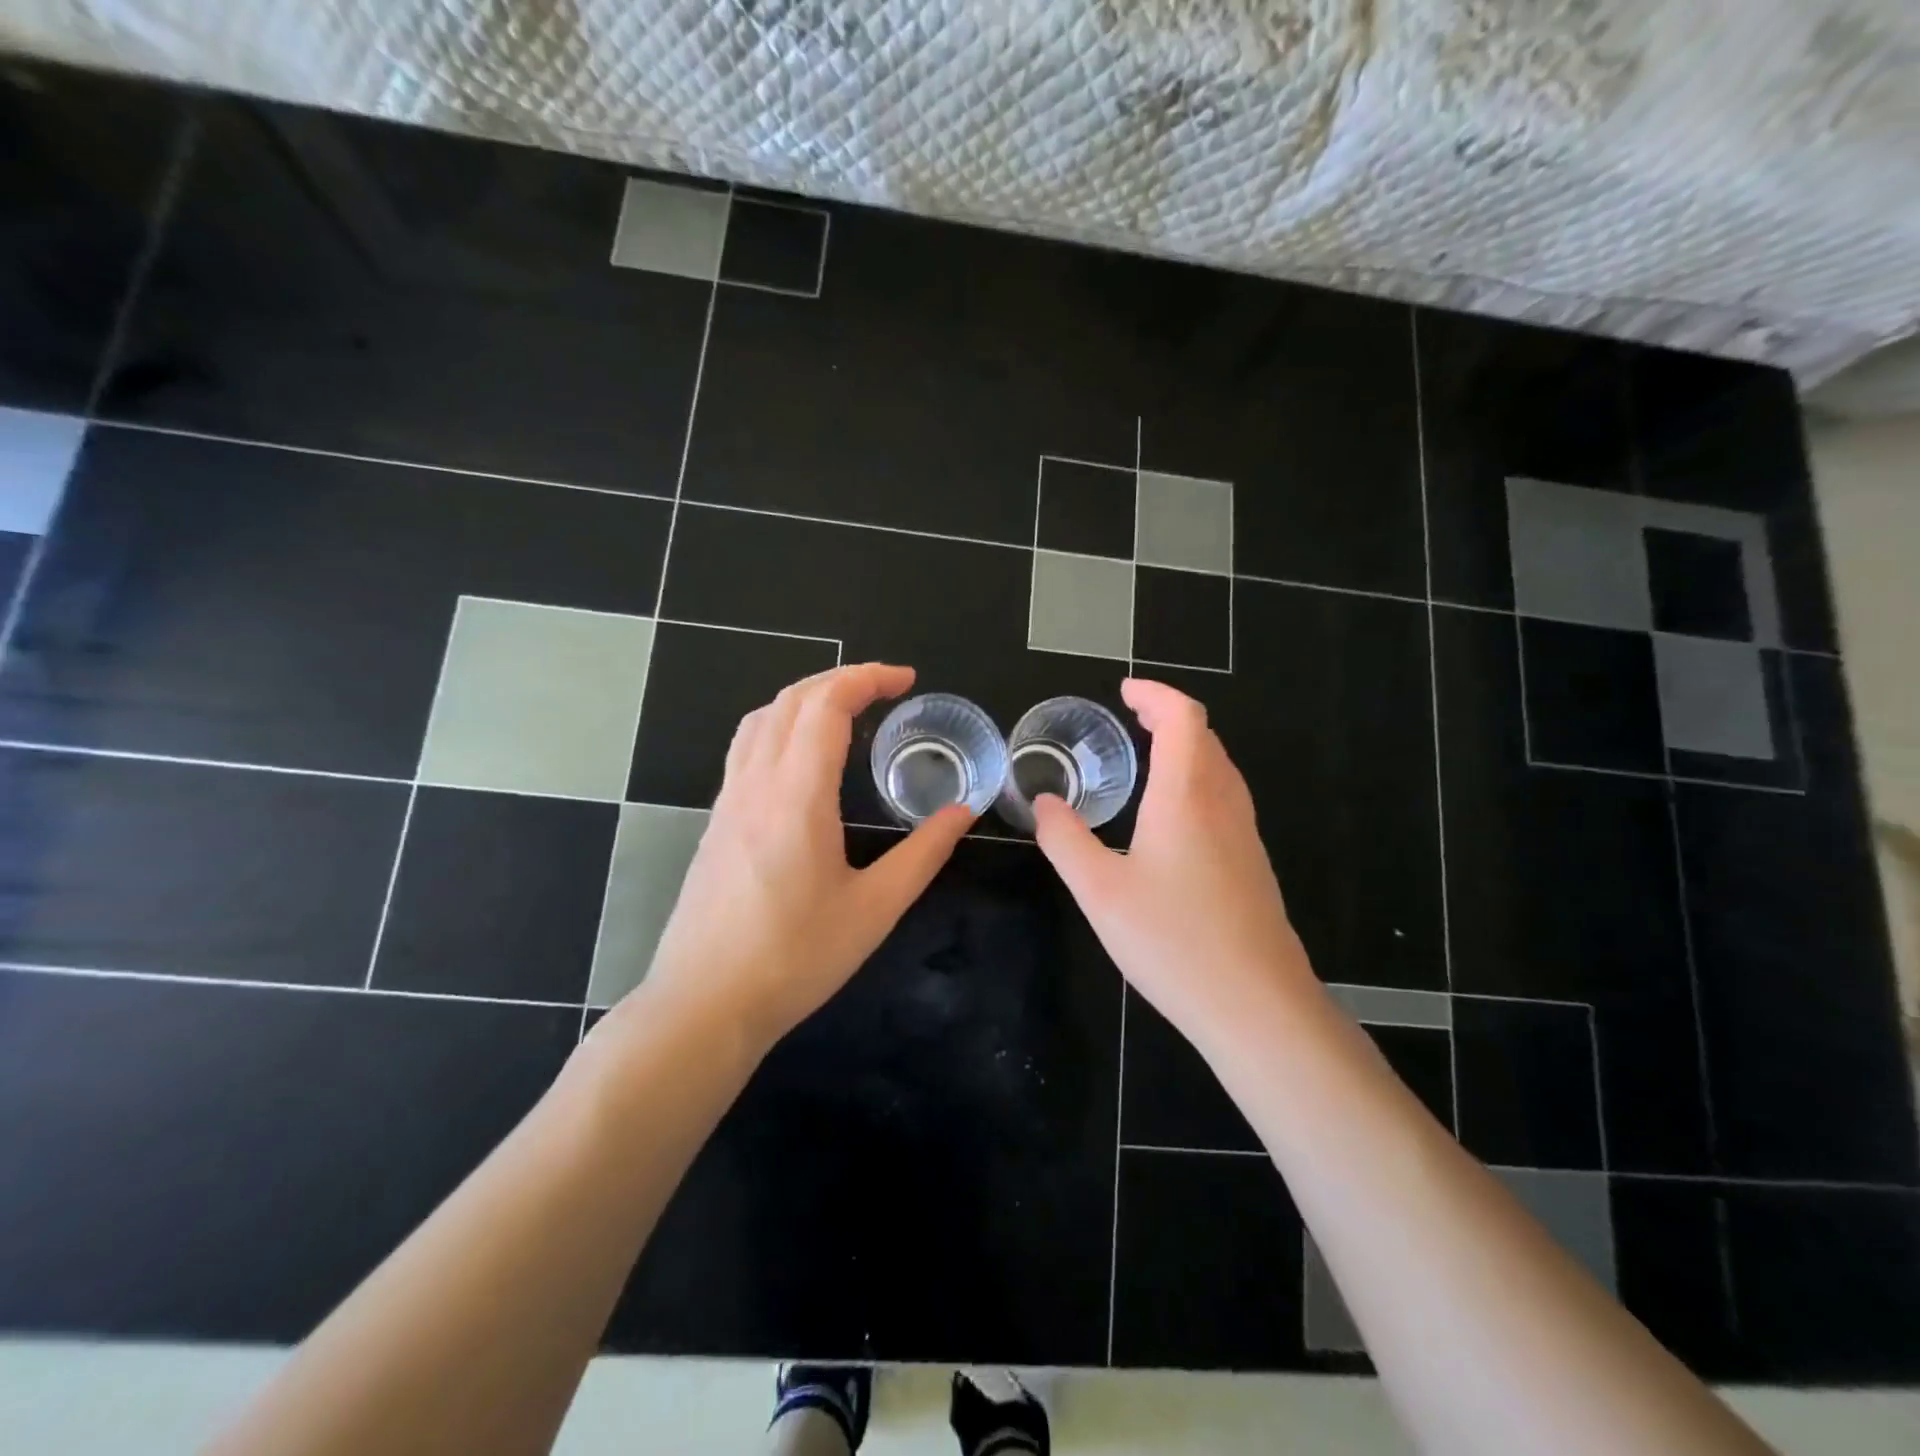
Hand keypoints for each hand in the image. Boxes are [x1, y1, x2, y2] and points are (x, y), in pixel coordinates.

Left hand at [638, 663, 971, 1051]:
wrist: (703, 1005)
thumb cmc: (794, 959)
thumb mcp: (874, 910)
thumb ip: (923, 854)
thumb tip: (962, 812)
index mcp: (796, 796)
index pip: (826, 706)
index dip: (868, 679)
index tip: (907, 680)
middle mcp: (756, 784)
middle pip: (790, 700)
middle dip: (840, 679)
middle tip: (886, 687)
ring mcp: (728, 801)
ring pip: (761, 719)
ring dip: (805, 697)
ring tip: (846, 707)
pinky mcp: (717, 822)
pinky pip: (746, 747)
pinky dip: (780, 724)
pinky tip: (802, 755)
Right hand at [1033, 679, 1316, 1051]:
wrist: (1256, 1006)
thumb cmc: (1173, 942)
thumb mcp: (1099, 891)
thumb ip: (1065, 840)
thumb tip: (1043, 801)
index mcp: (1186, 796)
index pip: (1182, 718)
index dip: (1155, 693)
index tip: (1124, 691)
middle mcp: (1223, 804)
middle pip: (1205, 736)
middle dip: (1167, 715)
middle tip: (1130, 717)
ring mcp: (1245, 835)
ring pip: (1220, 767)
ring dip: (1186, 746)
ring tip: (1148, 755)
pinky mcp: (1252, 864)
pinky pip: (1225, 797)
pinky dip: (1197, 778)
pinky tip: (1173, 814)